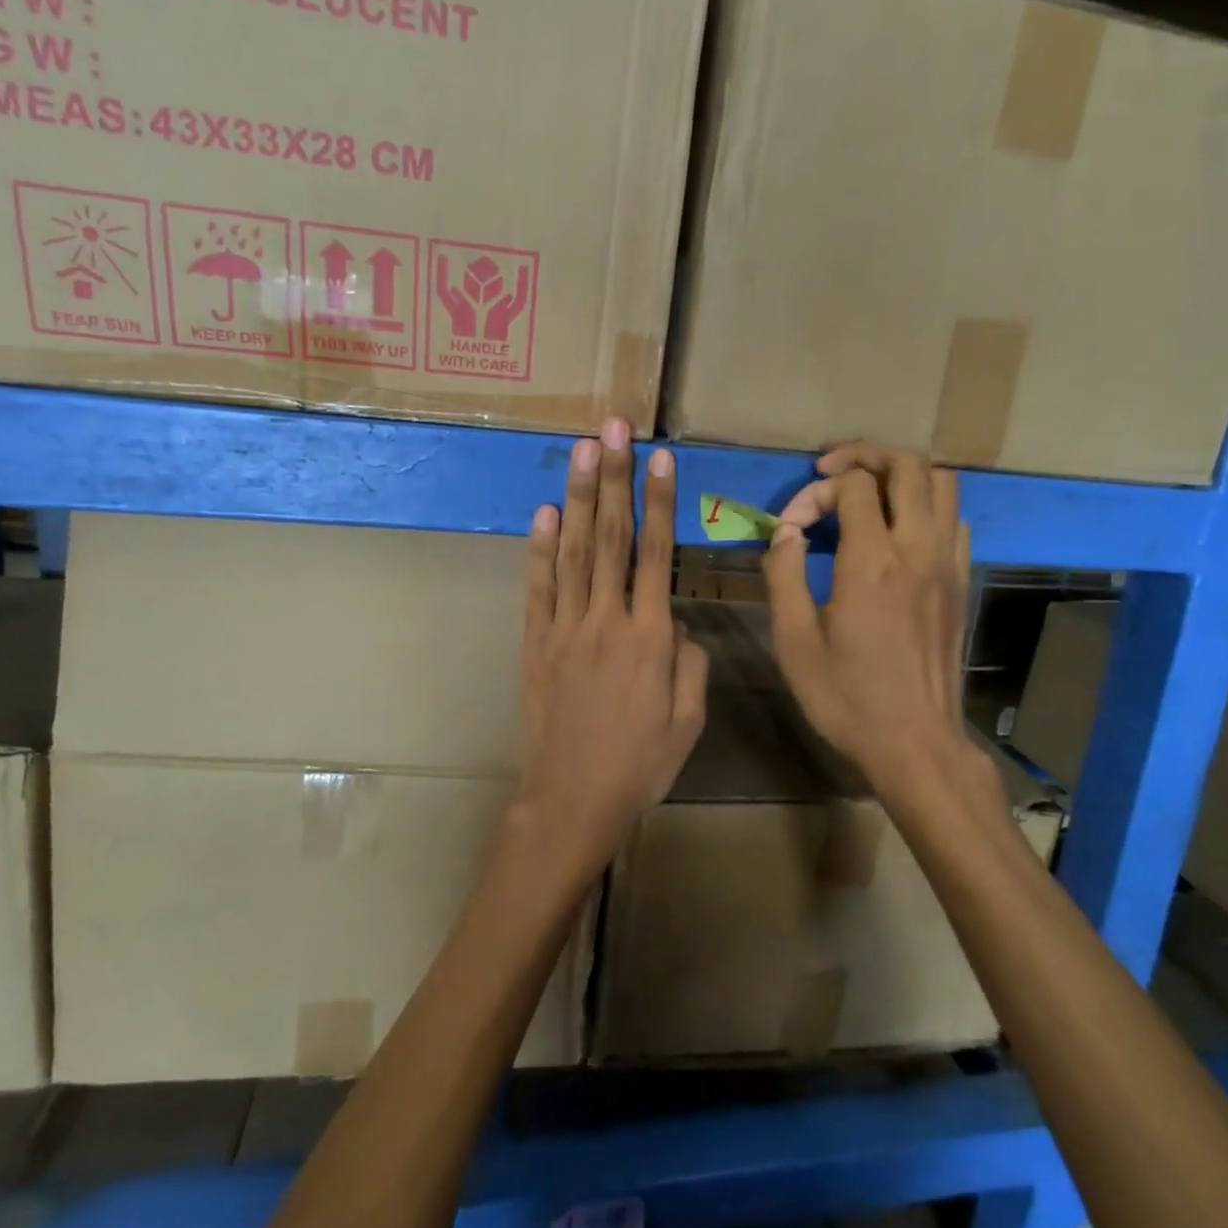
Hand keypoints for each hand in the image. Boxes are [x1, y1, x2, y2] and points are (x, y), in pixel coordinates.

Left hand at [518, 418, 708, 873]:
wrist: (573, 798)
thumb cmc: (640, 764)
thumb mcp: (689, 720)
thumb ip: (691, 664)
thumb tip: (678, 625)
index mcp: (651, 637)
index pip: (657, 555)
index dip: (658, 503)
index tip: (659, 458)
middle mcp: (606, 620)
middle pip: (611, 538)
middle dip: (614, 478)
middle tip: (613, 429)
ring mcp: (566, 629)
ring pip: (573, 552)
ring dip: (578, 498)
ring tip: (581, 451)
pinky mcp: (536, 644)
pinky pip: (539, 588)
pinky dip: (540, 549)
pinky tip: (544, 513)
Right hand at [762, 442, 972, 796]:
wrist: (916, 743)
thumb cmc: (847, 697)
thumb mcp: (794, 641)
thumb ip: (784, 574)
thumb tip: (786, 532)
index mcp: (871, 562)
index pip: (852, 486)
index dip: (815, 491)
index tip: (792, 526)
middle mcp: (917, 549)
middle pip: (907, 465)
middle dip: (864, 455)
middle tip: (829, 471)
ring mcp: (947, 564)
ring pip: (942, 482)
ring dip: (901, 473)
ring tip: (866, 492)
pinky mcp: (961, 582)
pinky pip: (955, 518)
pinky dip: (926, 505)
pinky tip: (898, 531)